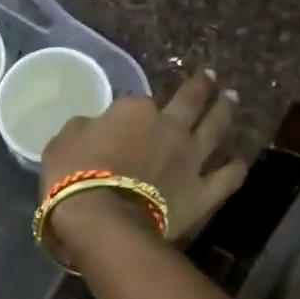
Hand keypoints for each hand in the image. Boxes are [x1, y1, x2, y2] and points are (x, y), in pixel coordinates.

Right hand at [39, 69, 246, 251]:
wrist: (104, 221)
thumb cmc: (73, 178)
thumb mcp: (61, 142)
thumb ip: (83, 129)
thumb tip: (93, 128)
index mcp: (134, 111)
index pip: (137, 102)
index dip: (134, 108)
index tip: (129, 114)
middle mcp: (170, 126)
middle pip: (190, 99)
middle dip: (200, 85)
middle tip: (209, 76)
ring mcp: (191, 159)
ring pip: (216, 127)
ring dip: (225, 110)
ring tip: (231, 98)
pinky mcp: (202, 192)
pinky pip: (227, 178)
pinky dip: (234, 168)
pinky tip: (238, 162)